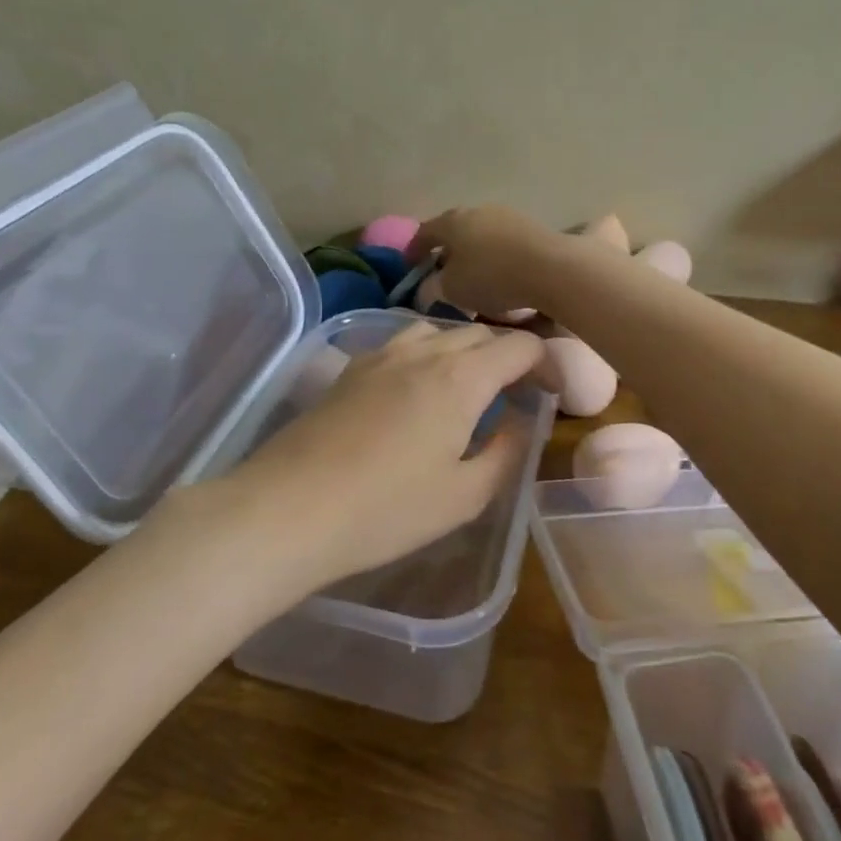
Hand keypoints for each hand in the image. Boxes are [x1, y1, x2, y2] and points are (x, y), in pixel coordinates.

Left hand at [217, 321, 546, 595]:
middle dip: (506, 356)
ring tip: (465, 388)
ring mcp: (380, 355)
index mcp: (461, 377)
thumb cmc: (387, 509)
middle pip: (479, 333)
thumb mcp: (464, 495)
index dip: (545, 364)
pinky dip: (424, 354)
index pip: (519, 345)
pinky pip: (400, 343)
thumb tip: (521, 424)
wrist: (290, 508)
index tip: (549, 393)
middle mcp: (423, 352)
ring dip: (462, 350)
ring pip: (436, 331)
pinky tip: (415, 392)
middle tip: (514, 395)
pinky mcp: (349, 368)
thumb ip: (505, 453)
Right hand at [408, 206, 577, 318]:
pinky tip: (501, 275)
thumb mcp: (452, 290)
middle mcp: (478, 211)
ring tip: (473, 277)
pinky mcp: (533, 228)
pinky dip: (497, 258)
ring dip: (474, 253)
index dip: (413, 251)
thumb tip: (430, 285)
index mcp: (452, 221)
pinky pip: (504, 244)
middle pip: (455, 230)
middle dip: (447, 251)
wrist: (552, 269)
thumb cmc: (491, 278)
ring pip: (481, 235)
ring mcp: (508, 216)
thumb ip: (434, 286)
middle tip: (441, 271)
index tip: (409, 268)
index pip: (424, 233)